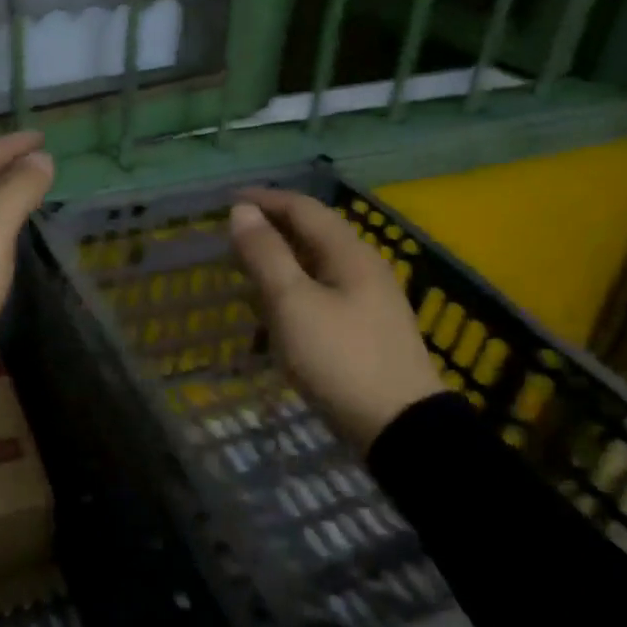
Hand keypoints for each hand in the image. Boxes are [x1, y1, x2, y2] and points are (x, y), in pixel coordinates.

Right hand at [228, 188, 444, 452]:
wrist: (399, 427)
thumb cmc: (339, 358)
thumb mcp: (293, 303)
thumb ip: (266, 255)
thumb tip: (242, 212)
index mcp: (349, 253)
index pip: (303, 208)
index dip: (265, 200)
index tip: (228, 202)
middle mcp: (364, 267)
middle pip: (313, 233)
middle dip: (272, 229)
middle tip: (233, 238)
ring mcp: (370, 300)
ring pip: (318, 265)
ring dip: (282, 261)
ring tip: (247, 272)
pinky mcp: (367, 329)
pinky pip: (323, 292)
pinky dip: (294, 289)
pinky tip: (278, 311)